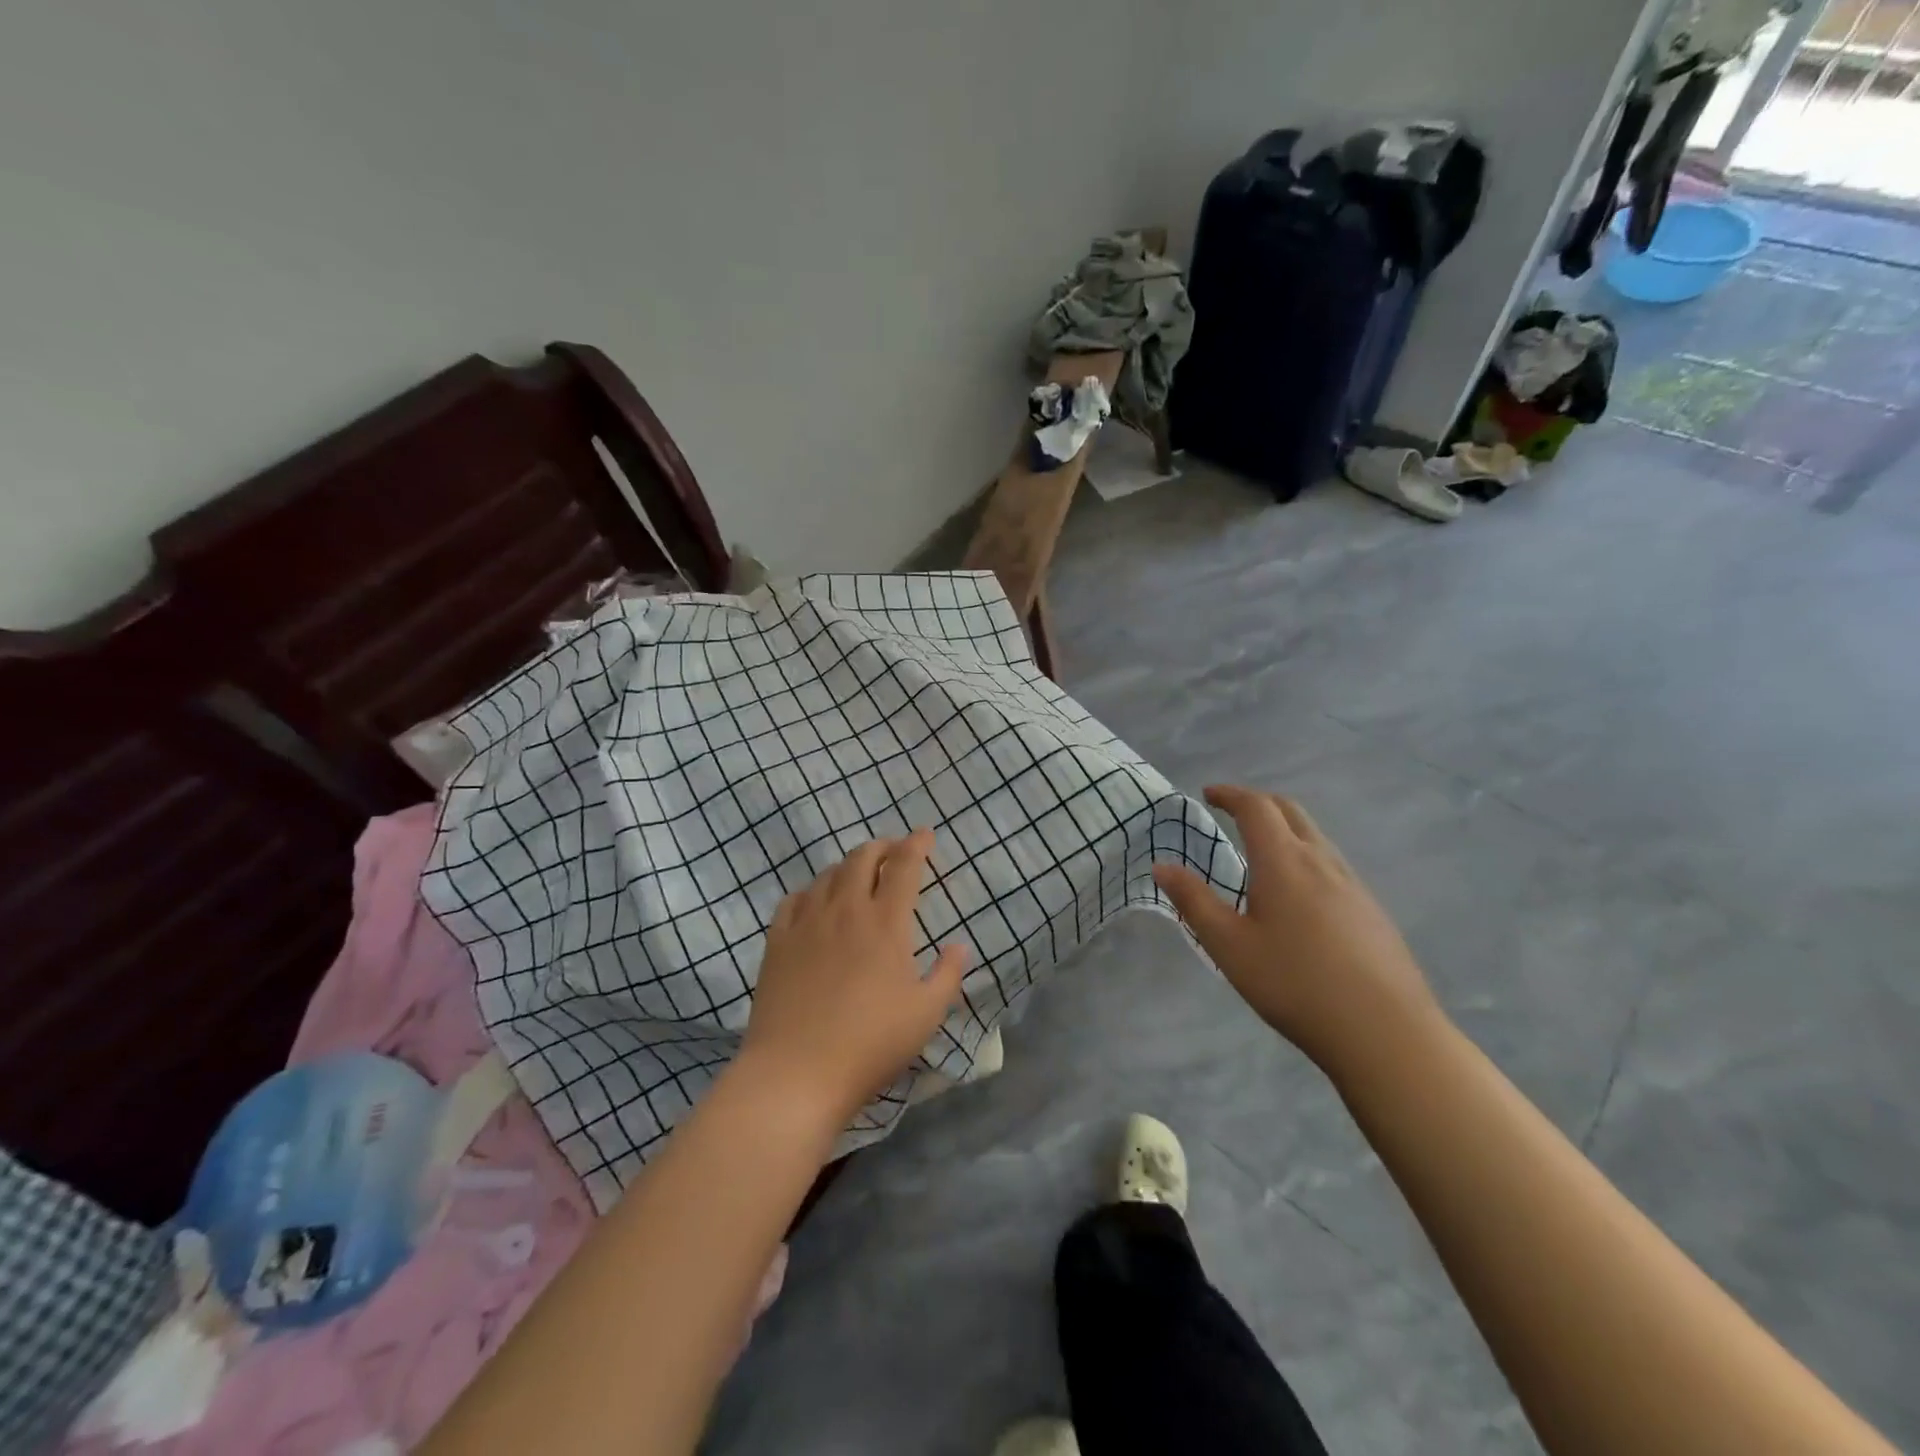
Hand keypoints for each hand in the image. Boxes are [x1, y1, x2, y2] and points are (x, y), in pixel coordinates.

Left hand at [738, 828, 969, 1123]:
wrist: (796, 1072)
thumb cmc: (870, 1044)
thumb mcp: (926, 1015)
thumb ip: (948, 975)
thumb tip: (959, 945)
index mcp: (886, 923)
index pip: (904, 866)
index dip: (917, 844)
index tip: (925, 834)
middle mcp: (846, 909)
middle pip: (863, 858)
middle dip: (883, 847)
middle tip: (895, 851)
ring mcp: (807, 922)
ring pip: (828, 874)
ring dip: (849, 866)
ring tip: (858, 875)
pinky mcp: (777, 941)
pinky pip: (794, 899)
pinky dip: (811, 891)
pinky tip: (815, 902)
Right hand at [1153, 785, 1441, 1079]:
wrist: (1385, 1031)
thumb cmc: (1294, 983)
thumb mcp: (1229, 945)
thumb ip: (1193, 901)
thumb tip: (1162, 866)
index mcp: (1283, 861)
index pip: (1256, 807)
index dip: (1230, 794)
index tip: (1208, 794)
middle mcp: (1321, 860)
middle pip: (1291, 811)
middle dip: (1259, 803)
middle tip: (1232, 813)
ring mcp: (1353, 884)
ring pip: (1315, 836)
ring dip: (1284, 829)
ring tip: (1260, 852)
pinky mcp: (1371, 910)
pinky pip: (1331, 864)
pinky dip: (1305, 856)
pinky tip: (1297, 895)